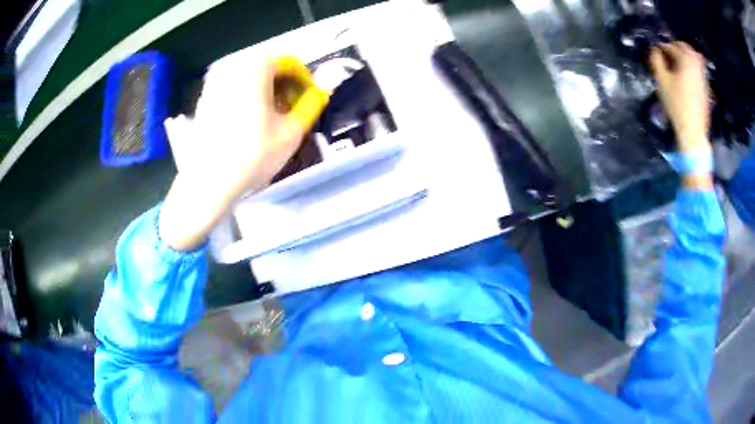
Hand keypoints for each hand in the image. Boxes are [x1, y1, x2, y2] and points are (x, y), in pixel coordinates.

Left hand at [159, 57, 326, 250]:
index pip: (289, 63)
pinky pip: (232, 90)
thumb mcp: (292, 132)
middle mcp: (233, 70)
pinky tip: (247, 123)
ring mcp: (214, 85)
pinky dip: (244, 99)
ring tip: (269, 118)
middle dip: (283, 86)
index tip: (307, 99)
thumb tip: (318, 93)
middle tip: (289, 109)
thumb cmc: (253, 156)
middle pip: (267, 69)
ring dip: (264, 92)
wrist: (208, 182)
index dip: (304, 80)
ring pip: (248, 79)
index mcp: (256, 71)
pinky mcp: (203, 102)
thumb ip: (311, 105)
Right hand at [649, 42, 711, 152]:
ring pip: (693, 58)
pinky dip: (691, 68)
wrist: (694, 131)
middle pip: (685, 48)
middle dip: (675, 48)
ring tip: (677, 64)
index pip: (671, 46)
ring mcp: (703, 76)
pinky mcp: (706, 87)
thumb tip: (655, 50)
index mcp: (686, 58)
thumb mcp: (662, 80)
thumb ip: (656, 60)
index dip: (662, 47)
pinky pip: (698, 70)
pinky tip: (686, 76)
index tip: (656, 52)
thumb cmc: (676, 104)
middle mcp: (696, 64)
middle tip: (667, 55)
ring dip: (684, 57)